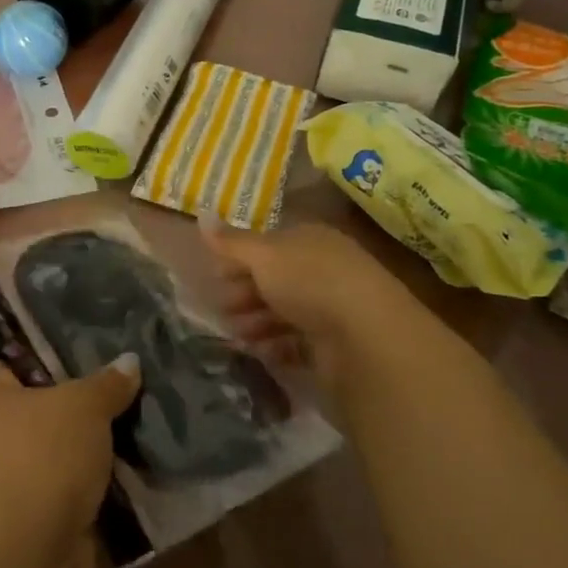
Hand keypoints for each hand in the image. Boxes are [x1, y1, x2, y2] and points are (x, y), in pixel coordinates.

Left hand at [0, 358, 141, 563]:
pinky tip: (132, 478)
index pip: (18, 367)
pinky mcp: (29, 529)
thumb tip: (130, 362)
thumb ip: (107, 384)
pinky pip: (69, 498)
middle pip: (43, 415)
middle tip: (129, 397)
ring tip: (141, 434)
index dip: (57, 363)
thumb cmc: (39, 458)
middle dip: (83, 413)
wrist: (23, 561)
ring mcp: (4, 488)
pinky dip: (94, 494)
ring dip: (92, 457)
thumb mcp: (83, 405)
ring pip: (59, 459)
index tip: (100, 360)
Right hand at [200, 217, 440, 395]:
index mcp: (310, 239)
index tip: (215, 276)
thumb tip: (200, 215)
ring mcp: (332, 308)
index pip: (269, 245)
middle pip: (276, 280)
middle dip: (245, 293)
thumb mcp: (263, 255)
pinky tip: (263, 353)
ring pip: (285, 312)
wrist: (367, 338)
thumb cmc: (310, 282)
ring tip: (238, 337)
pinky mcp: (336, 345)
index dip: (240, 258)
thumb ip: (231, 242)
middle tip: (222, 310)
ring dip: (257, 322)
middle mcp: (323, 269)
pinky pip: (299, 343)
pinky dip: (278, 346)